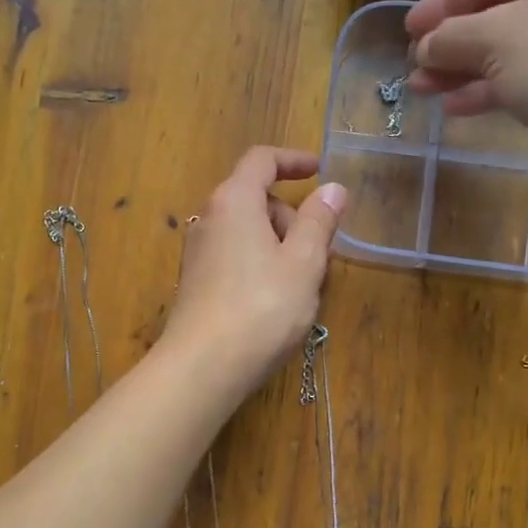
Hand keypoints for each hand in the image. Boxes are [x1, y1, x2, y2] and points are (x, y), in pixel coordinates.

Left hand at [163, 147, 346, 391]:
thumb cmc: (261, 309)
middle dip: (292, 217)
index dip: (293, 160)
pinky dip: (260, 265)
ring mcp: (198, 253)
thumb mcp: (304, 263)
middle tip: (320, 254)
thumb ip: (319, 221)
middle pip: (256, 199)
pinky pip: (235, 257)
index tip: (320, 171)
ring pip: (247, 232)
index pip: (262, 161)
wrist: (202, 368)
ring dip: (279, 246)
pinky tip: (275, 304)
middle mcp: (209, 219)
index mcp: (234, 201)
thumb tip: (332, 188)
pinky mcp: (195, 283)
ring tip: (303, 286)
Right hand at [404, 0, 527, 175]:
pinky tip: (456, 106)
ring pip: (508, 45)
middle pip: (497, 9)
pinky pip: (526, 72)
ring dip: (464, 69)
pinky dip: (492, 86)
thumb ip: (451, 38)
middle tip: (415, 64)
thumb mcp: (494, 40)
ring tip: (423, 90)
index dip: (441, 2)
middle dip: (451, 42)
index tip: (408, 32)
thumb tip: (425, 48)